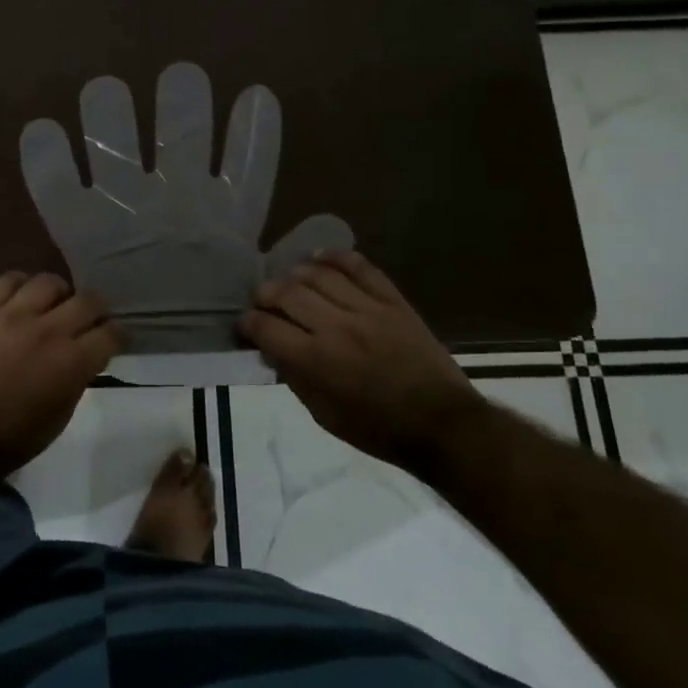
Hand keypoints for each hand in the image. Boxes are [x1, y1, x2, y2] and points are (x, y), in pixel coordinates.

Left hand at [0, 271, 119, 479]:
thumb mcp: (60, 416)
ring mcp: (13, 315)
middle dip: (96, 310)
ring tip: (53, 304)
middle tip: (89, 320)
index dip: (116, 335)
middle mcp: (49, 330)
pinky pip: (8, 280)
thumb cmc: (13, 437)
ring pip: (49, 281)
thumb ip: (77, 378)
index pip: (110, 333)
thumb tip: (83, 357)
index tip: (112, 339)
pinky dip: (20, 285)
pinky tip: (21, 297)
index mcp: (72, 362)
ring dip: (59, 293)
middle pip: (87, 301)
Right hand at [241, 250, 480, 465]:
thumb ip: (294, 378)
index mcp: (316, 361)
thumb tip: (272, 350)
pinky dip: (338, 257)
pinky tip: (320, 258)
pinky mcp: (393, 301)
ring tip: (289, 281)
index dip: (248, 323)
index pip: (267, 328)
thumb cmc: (378, 430)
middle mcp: (337, 327)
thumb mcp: (324, 415)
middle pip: (288, 293)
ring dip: (295, 273)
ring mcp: (367, 310)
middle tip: (262, 299)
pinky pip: (361, 267)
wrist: (443, 425)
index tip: (245, 324)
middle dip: (265, 294)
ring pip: (319, 275)